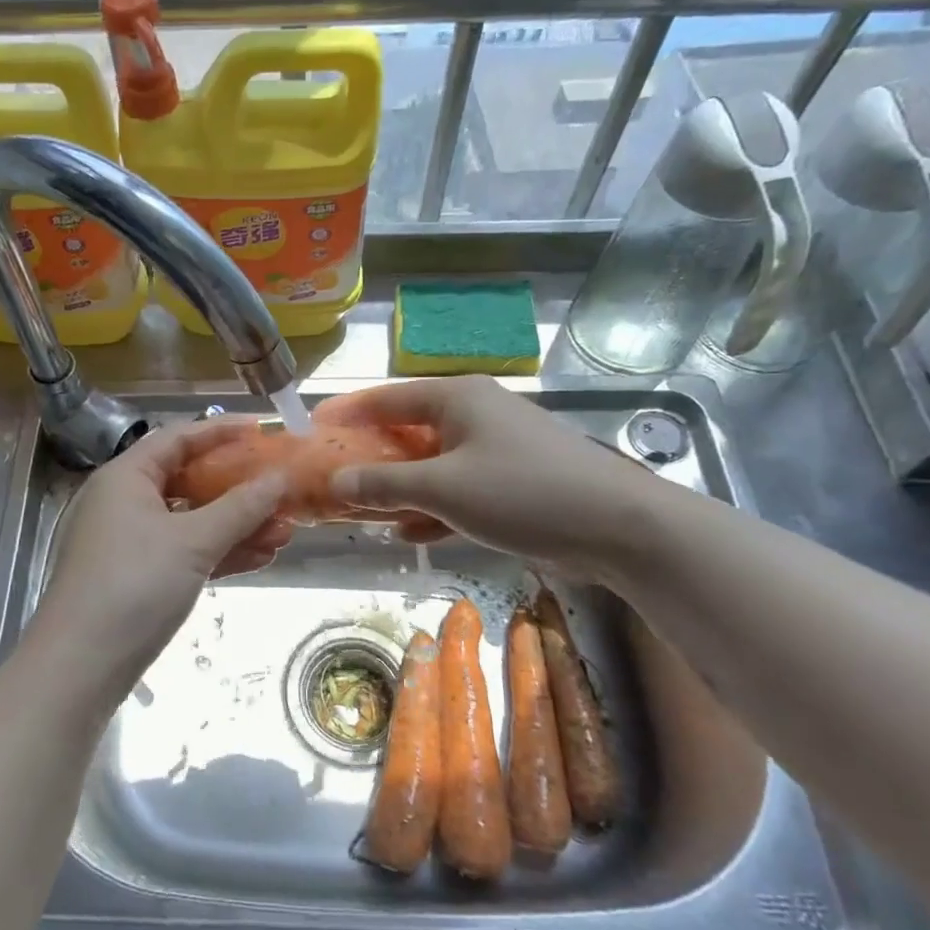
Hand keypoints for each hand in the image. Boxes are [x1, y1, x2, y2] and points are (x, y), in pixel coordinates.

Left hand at [23, 419, 290, 703]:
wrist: (81, 667)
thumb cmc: (133, 585)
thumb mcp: (193, 542)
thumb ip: (240, 507)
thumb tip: (280, 478)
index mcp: (127, 477)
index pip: (180, 438)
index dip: (224, 431)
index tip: (266, 431)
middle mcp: (126, 501)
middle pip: (190, 480)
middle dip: (240, 488)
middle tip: (283, 490)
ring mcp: (132, 541)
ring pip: (192, 521)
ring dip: (237, 525)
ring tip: (285, 532)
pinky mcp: (139, 577)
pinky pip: (186, 552)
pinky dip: (219, 553)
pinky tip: (260, 558)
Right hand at [316, 377, 663, 582]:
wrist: (618, 527)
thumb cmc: (522, 492)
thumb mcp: (443, 487)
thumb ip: (385, 482)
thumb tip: (337, 478)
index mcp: (456, 398)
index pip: (386, 398)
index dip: (346, 413)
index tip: (311, 427)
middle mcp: (474, 414)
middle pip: (407, 430)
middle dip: (370, 457)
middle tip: (332, 476)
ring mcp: (495, 448)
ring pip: (431, 463)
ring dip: (399, 487)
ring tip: (361, 510)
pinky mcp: (511, 481)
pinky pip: (457, 488)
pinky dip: (432, 506)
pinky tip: (408, 532)